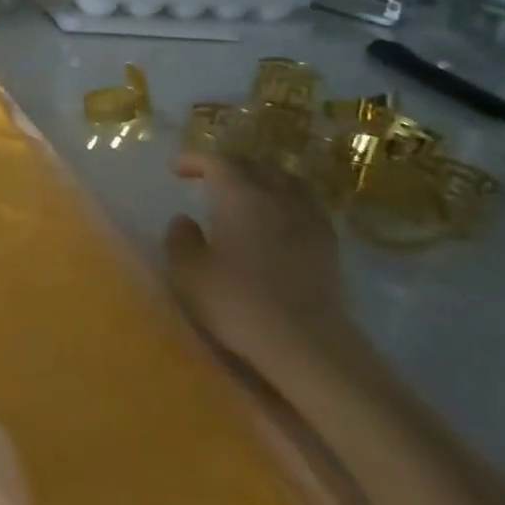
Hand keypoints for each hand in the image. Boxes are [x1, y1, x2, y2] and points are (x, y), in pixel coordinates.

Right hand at [165, 153, 358, 371]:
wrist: (307, 344)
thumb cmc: (238, 302)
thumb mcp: (189, 272)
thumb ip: (180, 239)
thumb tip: (184, 220)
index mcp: (240, 195)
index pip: (217, 161)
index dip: (195, 160)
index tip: (176, 169)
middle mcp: (277, 196)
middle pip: (253, 165)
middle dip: (227, 165)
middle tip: (207, 177)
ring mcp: (308, 218)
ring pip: (285, 180)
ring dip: (261, 178)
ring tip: (246, 191)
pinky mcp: (328, 244)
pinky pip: (305, 204)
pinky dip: (287, 200)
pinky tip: (278, 218)